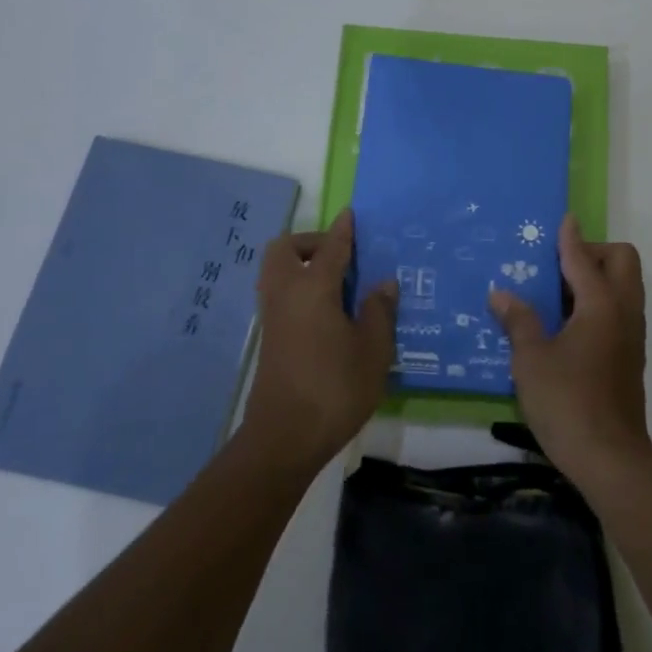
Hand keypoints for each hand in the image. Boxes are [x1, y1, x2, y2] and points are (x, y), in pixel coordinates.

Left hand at [243, 209, 396, 472]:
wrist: (285, 436)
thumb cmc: (336, 388)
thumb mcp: (373, 349)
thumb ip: (379, 311)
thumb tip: (383, 283)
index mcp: (313, 289)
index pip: (330, 247)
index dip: (343, 230)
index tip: (351, 215)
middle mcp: (286, 293)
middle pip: (284, 249)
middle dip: (309, 242)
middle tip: (339, 255)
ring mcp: (272, 316)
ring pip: (276, 271)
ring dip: (299, 263)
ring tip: (335, 281)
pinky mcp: (269, 337)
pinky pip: (279, 293)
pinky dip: (296, 286)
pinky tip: (324, 309)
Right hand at [489, 215, 651, 480]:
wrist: (610, 458)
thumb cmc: (567, 402)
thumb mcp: (531, 360)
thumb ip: (518, 321)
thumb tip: (501, 294)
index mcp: (601, 305)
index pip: (584, 258)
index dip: (570, 237)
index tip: (564, 219)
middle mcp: (623, 312)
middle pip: (622, 261)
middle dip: (594, 253)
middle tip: (557, 268)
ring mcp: (632, 335)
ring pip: (624, 287)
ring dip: (598, 278)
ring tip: (558, 294)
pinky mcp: (630, 356)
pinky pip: (620, 311)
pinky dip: (600, 303)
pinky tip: (567, 325)